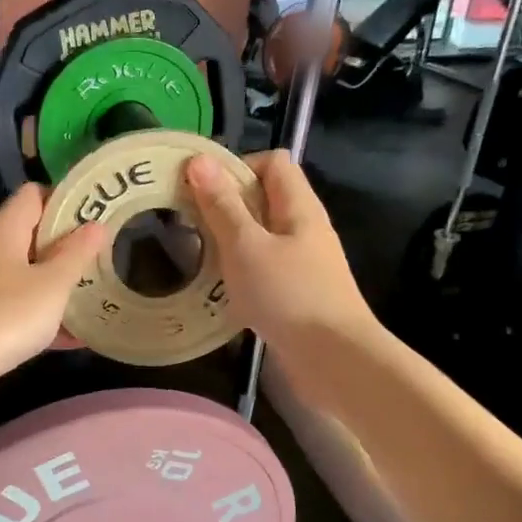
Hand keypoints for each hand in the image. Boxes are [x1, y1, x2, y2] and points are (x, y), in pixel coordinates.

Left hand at [0, 185, 108, 421]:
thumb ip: (76, 254)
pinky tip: (78, 337)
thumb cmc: (3, 316)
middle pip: (33, 235)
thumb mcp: (51, 284)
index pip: (34, 194)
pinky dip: (46, 318)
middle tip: (108, 252)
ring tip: (100, 290)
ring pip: (29, 275)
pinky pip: (21, 310)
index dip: (66, 198)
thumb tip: (96, 224)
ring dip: (60, 283)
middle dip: (70, 244)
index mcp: (4, 230)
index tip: (99, 212)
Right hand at [184, 150, 374, 350]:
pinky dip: (238, 271)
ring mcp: (301, 262)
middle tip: (187, 223)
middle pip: (263, 198)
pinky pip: (262, 268)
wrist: (333, 360)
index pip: (272, 162)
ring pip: (259, 236)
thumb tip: (200, 161)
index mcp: (298, 206)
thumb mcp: (246, 246)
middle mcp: (303, 228)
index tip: (201, 189)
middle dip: (224, 205)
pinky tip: (216, 288)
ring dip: (228, 241)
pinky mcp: (295, 293)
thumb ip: (222, 205)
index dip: (237, 166)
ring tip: (194, 254)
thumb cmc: (289, 295)